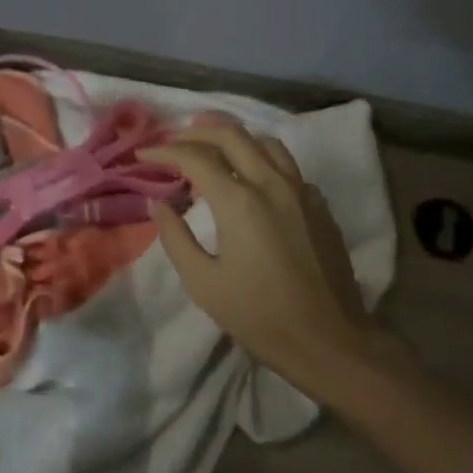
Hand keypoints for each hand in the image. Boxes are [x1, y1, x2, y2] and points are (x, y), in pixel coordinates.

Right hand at [141, 124, 383, 392]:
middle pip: (232, 135)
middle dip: (197, 132)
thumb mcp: (203, 283)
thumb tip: (159, 205)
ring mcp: (302, 191)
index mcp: (239, 201)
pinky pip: (287, 166)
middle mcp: (272, 184)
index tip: (143, 154)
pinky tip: (252, 180)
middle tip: (173, 141)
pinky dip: (262, 160)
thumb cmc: (259, 316)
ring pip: (266, 143)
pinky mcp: (319, 205)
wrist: (328, 340)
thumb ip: (176, 238)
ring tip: (211, 148)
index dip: (165, 150)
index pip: (195, 157)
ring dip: (234, 138)